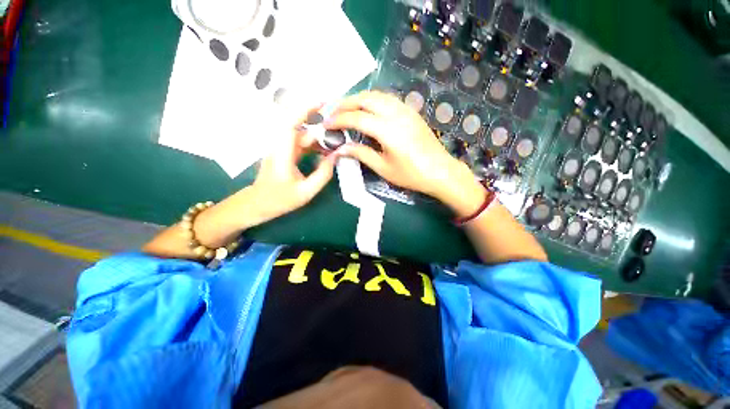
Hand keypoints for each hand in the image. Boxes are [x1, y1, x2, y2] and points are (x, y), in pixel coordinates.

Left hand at [247, 107, 336, 224]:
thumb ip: (323, 174)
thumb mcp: (306, 192)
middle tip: (338, 125)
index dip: (305, 110)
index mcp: (283, 153)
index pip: (291, 123)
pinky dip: (315, 144)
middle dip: (318, 121)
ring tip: (336, 140)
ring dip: (319, 135)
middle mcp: (281, 146)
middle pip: (299, 125)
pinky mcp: (285, 153)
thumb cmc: (279, 200)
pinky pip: (302, 143)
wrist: (258, 204)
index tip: (322, 103)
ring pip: (302, 134)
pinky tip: (326, 150)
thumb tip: (335, 157)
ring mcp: (282, 148)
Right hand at [325, 91, 484, 215]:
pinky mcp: (411, 111)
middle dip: (346, 103)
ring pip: (377, 95)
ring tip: (347, 109)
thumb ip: (361, 154)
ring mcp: (406, 110)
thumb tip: (341, 149)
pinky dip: (373, 100)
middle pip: (365, 99)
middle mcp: (396, 114)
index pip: (356, 118)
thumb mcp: (384, 168)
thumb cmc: (411, 174)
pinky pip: (388, 99)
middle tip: (333, 113)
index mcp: (388, 130)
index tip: (326, 125)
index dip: (338, 120)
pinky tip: (368, 109)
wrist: (440, 171)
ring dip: (359, 99)